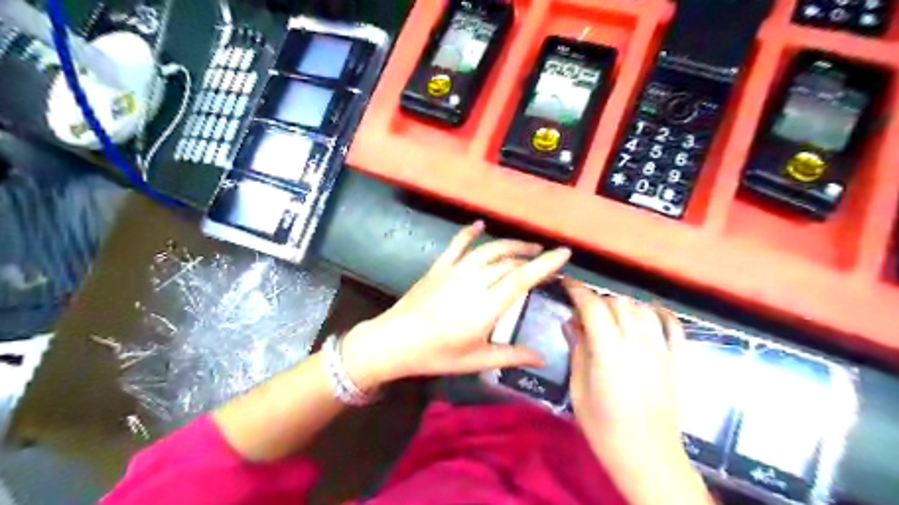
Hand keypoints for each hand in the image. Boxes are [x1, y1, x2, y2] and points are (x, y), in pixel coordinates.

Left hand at [341, 221, 571, 390]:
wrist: (393, 342)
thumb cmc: (436, 355)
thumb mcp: (475, 360)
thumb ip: (511, 355)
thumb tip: (543, 358)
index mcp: (484, 308)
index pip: (521, 279)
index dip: (545, 264)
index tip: (564, 253)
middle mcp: (472, 283)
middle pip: (508, 263)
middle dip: (532, 259)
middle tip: (547, 262)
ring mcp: (453, 272)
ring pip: (488, 251)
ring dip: (510, 245)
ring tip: (528, 247)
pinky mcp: (438, 267)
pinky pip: (457, 244)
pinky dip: (469, 232)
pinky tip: (480, 224)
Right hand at [561, 281, 716, 503]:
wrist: (648, 457)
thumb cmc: (604, 428)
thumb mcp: (579, 390)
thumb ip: (577, 350)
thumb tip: (571, 323)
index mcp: (609, 352)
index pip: (593, 307)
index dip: (578, 291)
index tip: (567, 284)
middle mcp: (637, 343)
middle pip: (618, 303)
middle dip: (597, 301)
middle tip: (583, 313)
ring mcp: (661, 350)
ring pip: (642, 309)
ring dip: (623, 306)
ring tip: (610, 318)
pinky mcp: (676, 360)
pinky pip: (673, 325)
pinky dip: (659, 313)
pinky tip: (647, 313)